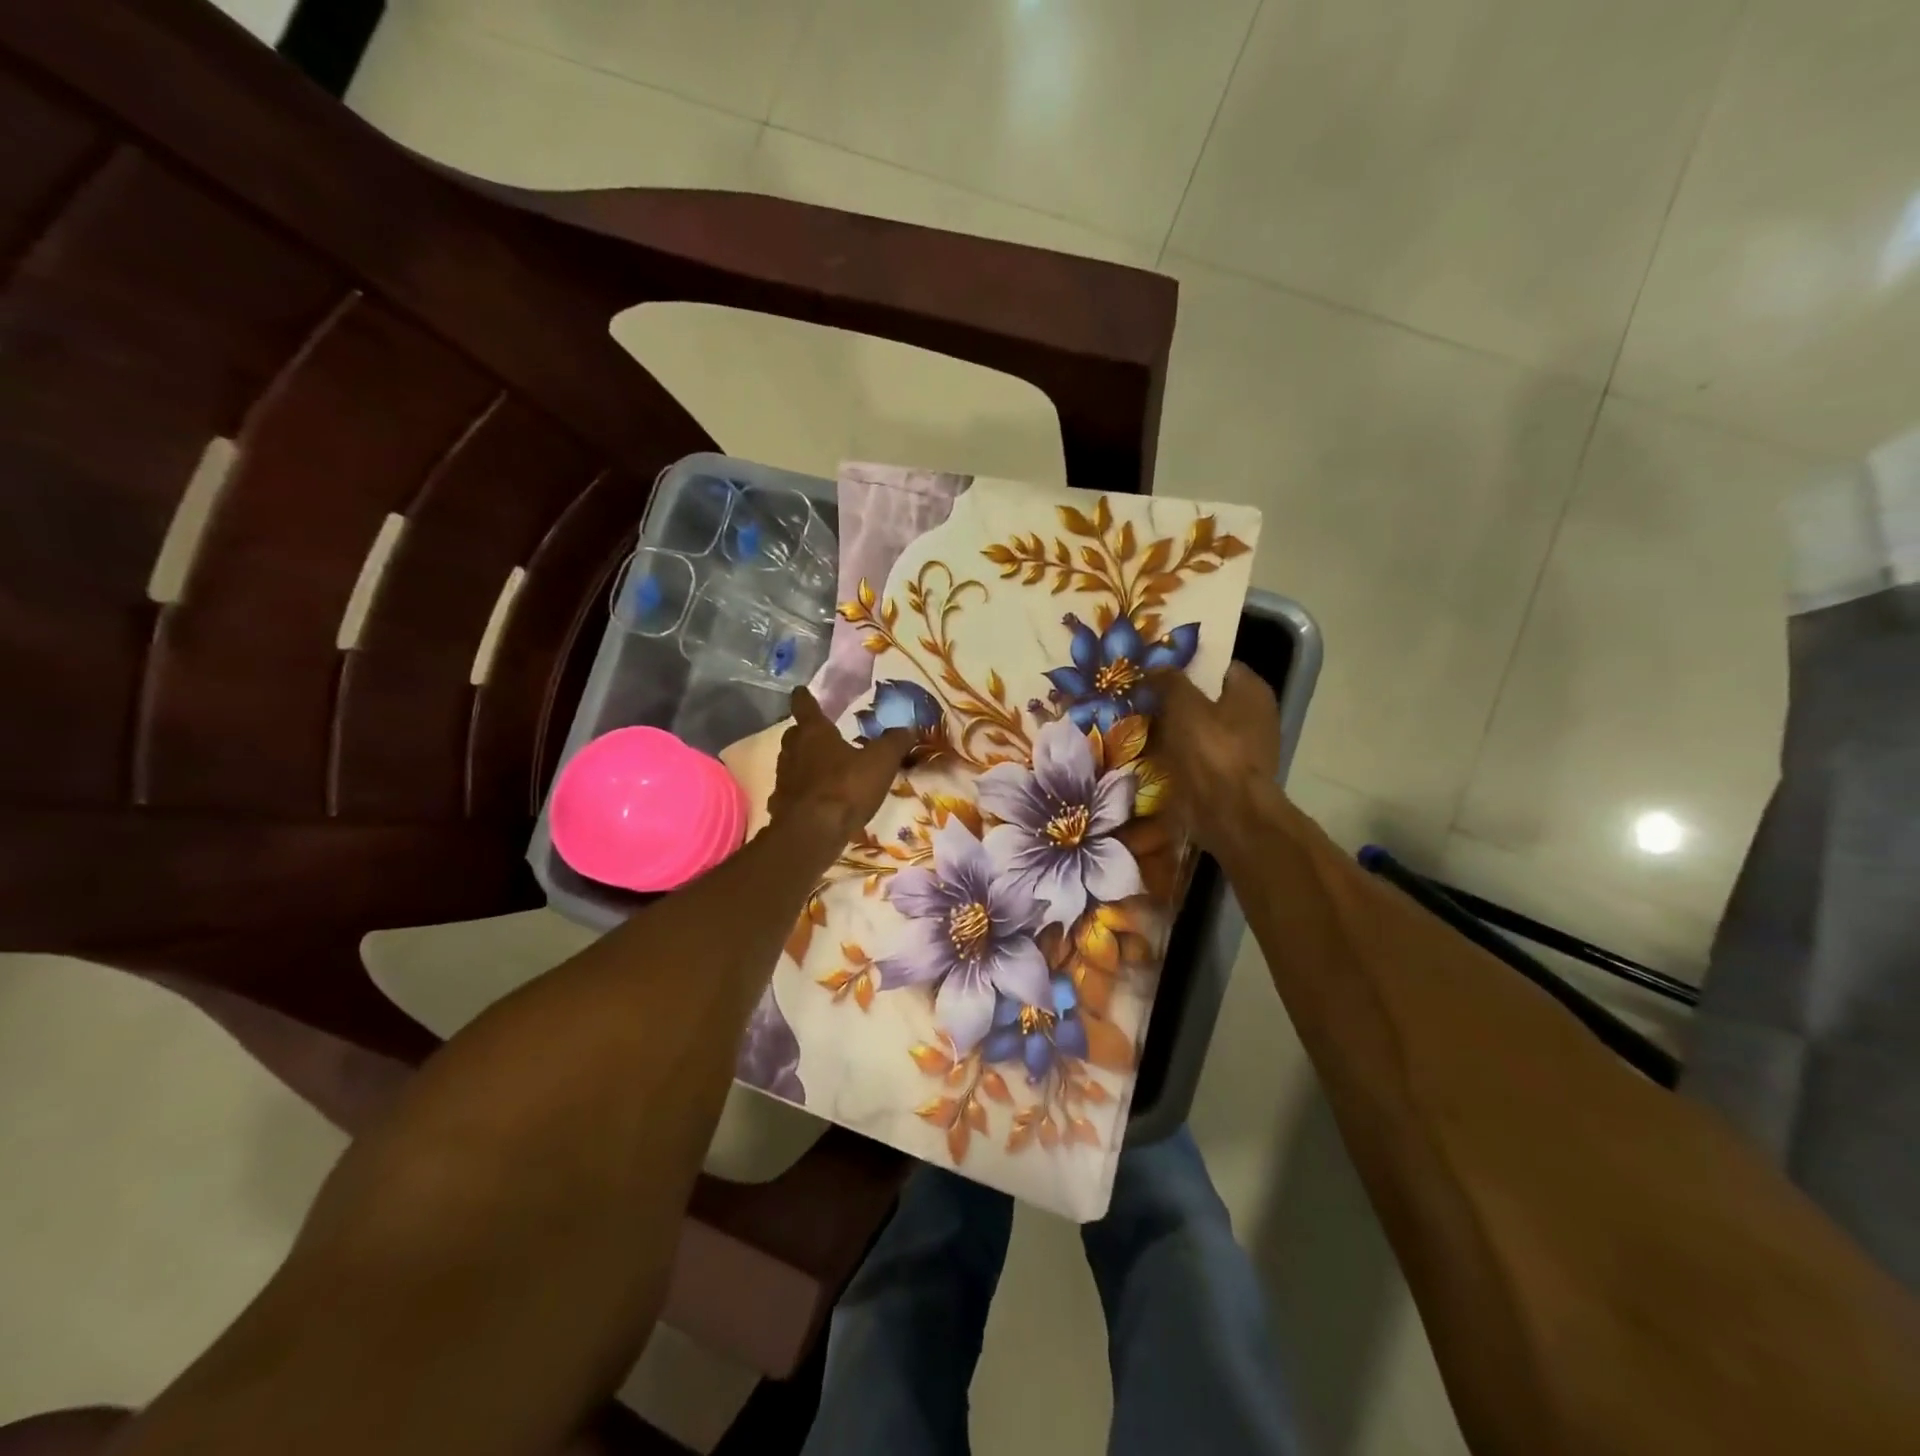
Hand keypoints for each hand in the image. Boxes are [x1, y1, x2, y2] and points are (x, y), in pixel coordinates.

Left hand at [767, 688, 913, 846]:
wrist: (813, 832)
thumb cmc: (847, 787)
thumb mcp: (881, 761)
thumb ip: (894, 742)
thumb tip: (908, 728)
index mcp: (814, 733)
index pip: (804, 706)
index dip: (805, 697)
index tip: (802, 691)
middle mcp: (792, 751)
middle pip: (794, 735)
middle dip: (804, 733)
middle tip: (819, 734)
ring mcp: (783, 780)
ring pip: (790, 763)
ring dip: (802, 763)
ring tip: (820, 769)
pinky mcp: (780, 806)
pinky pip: (790, 792)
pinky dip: (800, 792)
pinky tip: (812, 800)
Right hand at [1148, 664, 1282, 850]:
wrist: (1227, 813)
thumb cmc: (1211, 750)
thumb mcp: (1183, 704)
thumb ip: (1169, 680)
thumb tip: (1154, 669)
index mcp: (1252, 691)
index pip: (1218, 665)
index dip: (1187, 665)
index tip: (1155, 670)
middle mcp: (1254, 717)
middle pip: (1206, 700)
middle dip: (1175, 700)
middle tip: (1140, 698)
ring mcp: (1242, 750)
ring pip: (1198, 730)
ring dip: (1171, 731)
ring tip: (1136, 726)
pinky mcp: (1227, 777)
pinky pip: (1195, 758)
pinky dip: (1175, 757)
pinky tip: (1147, 755)